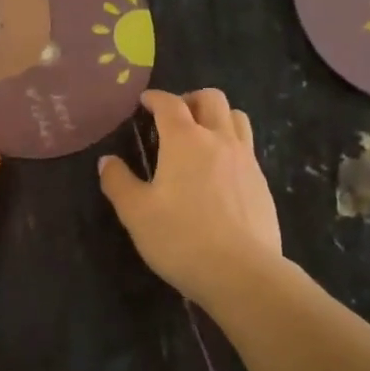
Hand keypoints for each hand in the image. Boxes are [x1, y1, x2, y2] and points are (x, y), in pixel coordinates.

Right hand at [98, 89, 282, 306]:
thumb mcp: (136, 213)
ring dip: (217, 117)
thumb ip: (118, 182)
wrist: (242, 273)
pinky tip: (219, 172)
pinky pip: (247, 148)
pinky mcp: (262, 184)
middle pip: (212, 99)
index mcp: (185, 140)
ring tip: (201, 137)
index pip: (170, 104)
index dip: (155, 98)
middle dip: (190, 99)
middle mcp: (219, 140)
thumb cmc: (180, 238)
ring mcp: (246, 161)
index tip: (144, 101)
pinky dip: (231, 146)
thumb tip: (107, 161)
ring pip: (237, 118)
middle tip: (174, 117)